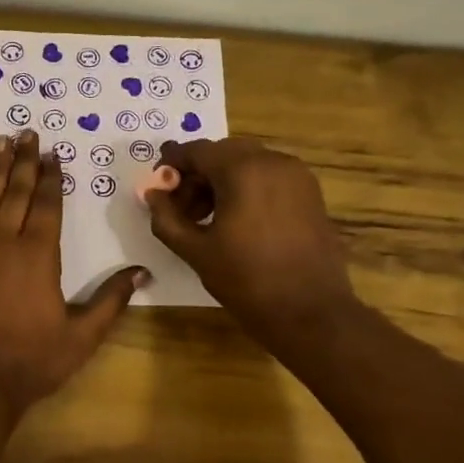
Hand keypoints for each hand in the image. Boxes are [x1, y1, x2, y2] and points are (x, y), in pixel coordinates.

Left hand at [0, 130, 146, 416]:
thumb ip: (111, 300)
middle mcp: (4, 242)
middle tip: (25, 133)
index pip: (48, 204)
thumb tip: (141, 272)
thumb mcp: (82, 336)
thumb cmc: (32, 361)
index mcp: (39, 255)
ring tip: (0, 143)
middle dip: (24, 161)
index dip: (52, 177)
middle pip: (17, 192)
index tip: (53, 153)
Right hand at [145, 137, 355, 327]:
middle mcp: (273, 161)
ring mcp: (297, 176)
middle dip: (197, 175)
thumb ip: (167, 218)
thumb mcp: (195, 251)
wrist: (309, 311)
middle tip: (180, 208)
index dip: (172, 164)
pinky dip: (246, 188)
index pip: (197, 151)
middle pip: (223, 153)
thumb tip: (152, 195)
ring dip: (221, 182)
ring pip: (248, 163)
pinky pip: (269, 177)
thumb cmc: (246, 280)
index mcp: (243, 170)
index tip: (157, 186)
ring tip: (206, 219)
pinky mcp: (310, 193)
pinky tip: (236, 222)